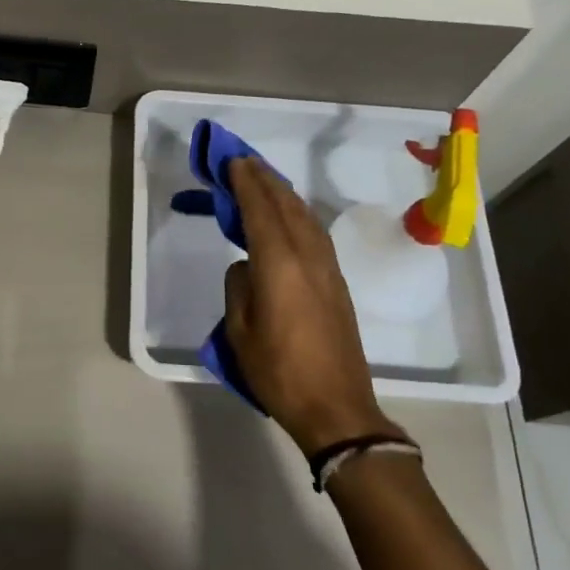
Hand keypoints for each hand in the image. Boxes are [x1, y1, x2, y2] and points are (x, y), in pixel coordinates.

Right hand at [224, 158, 399, 455]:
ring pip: (305, 216)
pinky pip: (315, 232)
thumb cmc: (278, 371)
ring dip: (283, 193)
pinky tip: (289, 215)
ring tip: (264, 179)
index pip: (260, 210)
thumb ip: (240, 286)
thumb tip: (248, 266)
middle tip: (244, 161)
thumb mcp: (240, 330)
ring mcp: (328, 268)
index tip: (232, 161)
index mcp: (279, 264)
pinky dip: (297, 213)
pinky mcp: (338, 283)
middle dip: (264, 179)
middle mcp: (308, 256)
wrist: (337, 409)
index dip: (245, 182)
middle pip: (286, 205)